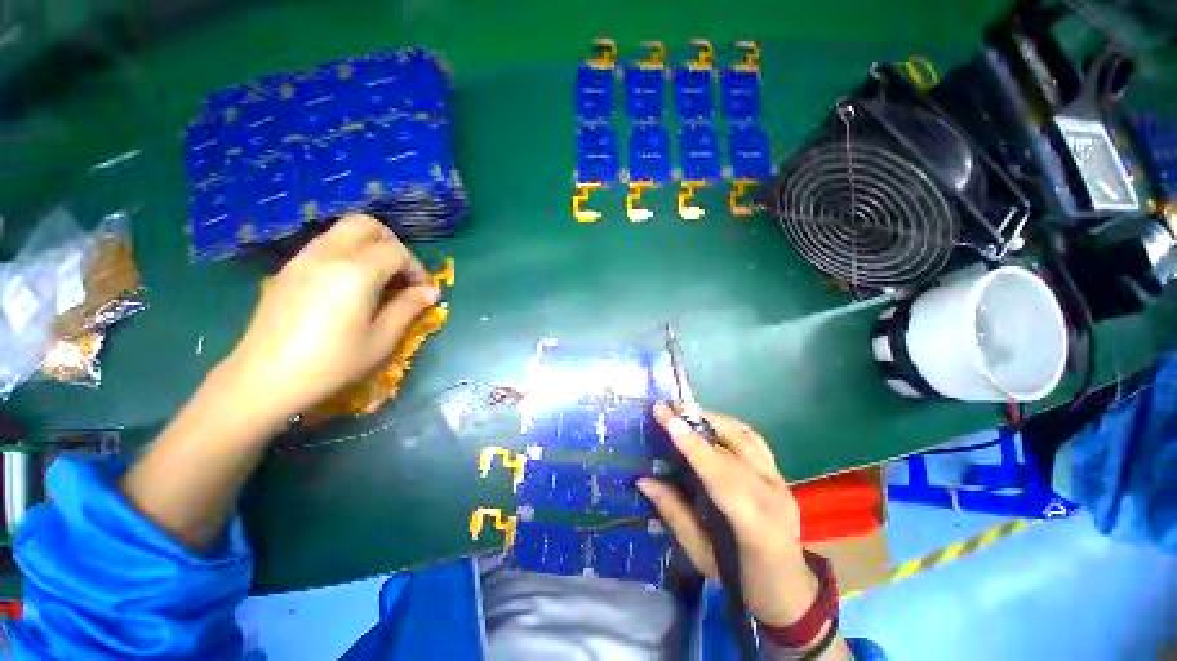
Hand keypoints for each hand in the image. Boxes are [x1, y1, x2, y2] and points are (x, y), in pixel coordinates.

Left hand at [223, 214, 437, 423]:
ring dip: (368, 246)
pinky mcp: (288, 269)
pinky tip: (350, 285)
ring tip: (378, 278)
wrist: (263, 379)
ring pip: (342, 231)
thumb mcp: (381, 340)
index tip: (422, 291)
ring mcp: (302, 259)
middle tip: (401, 272)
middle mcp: (328, 256)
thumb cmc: (331, 364)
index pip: (396, 252)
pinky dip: (346, 253)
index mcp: (355, 274)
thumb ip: (408, 308)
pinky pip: (324, 245)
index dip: (416, 268)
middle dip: (392, 243)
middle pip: (366, 225)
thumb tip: (431, 292)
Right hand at [638, 403, 818, 627]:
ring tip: (686, 412)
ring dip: (714, 418)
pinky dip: (729, 426)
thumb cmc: (741, 581)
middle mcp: (771, 493)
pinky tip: (711, 425)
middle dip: (697, 420)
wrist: (789, 589)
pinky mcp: (781, 474)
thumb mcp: (701, 554)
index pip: (718, 471)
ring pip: (746, 435)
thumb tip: (643, 480)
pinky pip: (754, 439)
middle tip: (668, 407)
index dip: (690, 442)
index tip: (666, 416)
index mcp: (753, 523)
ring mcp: (780, 480)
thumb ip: (674, 513)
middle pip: (733, 444)